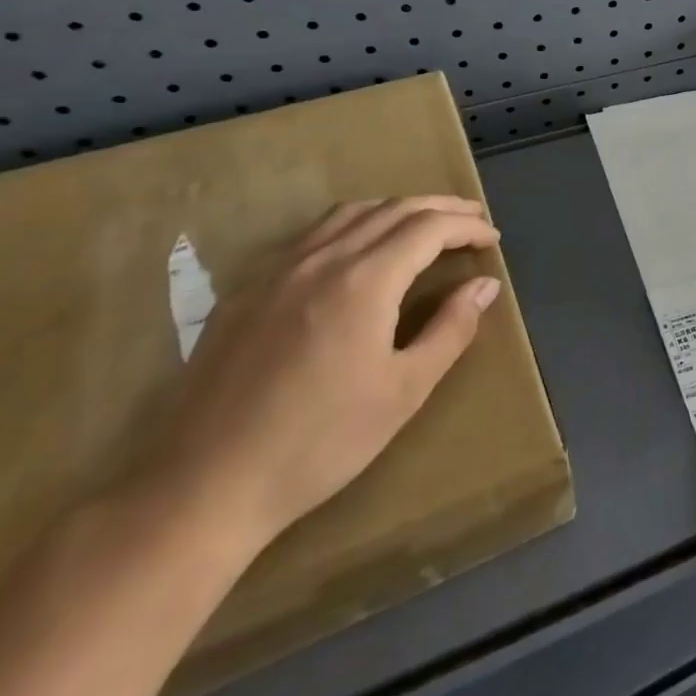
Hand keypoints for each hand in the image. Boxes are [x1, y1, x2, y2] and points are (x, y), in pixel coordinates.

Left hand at [130, 198, 501, 551]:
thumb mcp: (404, 391)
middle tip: (472, 220)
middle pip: (393, 208)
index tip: (492, 240)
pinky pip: (312, 235)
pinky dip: (354, 225)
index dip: (467, 226)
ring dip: (396, 209)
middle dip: (440, 208)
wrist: (203, 486)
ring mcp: (278, 270)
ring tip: (424, 225)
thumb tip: (484, 285)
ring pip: (350, 213)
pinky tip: (358, 252)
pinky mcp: (247, 291)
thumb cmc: (319, 442)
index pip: (429, 228)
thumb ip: (451, 329)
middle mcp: (322, 259)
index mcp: (364, 280)